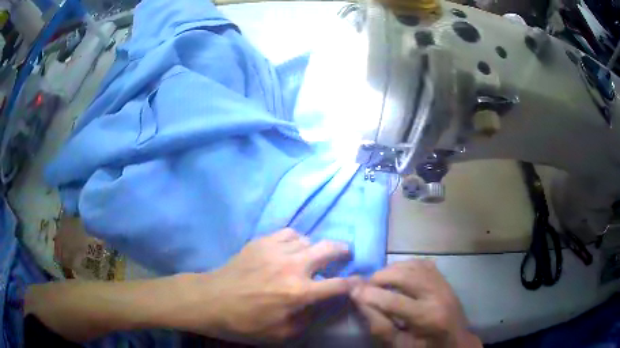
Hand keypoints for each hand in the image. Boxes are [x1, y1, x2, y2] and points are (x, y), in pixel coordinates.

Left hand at [180, 228, 356, 342]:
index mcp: (298, 292)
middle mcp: (291, 266)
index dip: (354, 283)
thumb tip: (323, 303)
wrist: (211, 300)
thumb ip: (308, 319)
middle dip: (343, 251)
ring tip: (312, 255)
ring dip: (315, 247)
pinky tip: (291, 249)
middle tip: (345, 254)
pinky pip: (288, 233)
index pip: (337, 284)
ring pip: (308, 239)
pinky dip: (296, 240)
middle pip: (328, 249)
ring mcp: (275, 250)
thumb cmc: (246, 322)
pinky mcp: (260, 241)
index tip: (359, 281)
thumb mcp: (281, 333)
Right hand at [351, 260, 481, 347]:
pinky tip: (396, 274)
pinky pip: (421, 263)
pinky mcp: (443, 278)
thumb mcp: (400, 344)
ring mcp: (443, 283)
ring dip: (390, 270)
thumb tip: (360, 301)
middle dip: (380, 278)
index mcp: (429, 317)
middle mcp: (438, 295)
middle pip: (405, 276)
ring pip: (412, 265)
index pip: (394, 302)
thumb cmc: (425, 347)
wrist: (455, 340)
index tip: (352, 291)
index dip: (370, 295)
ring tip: (378, 281)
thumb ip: (380, 326)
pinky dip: (404, 265)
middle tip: (365, 286)